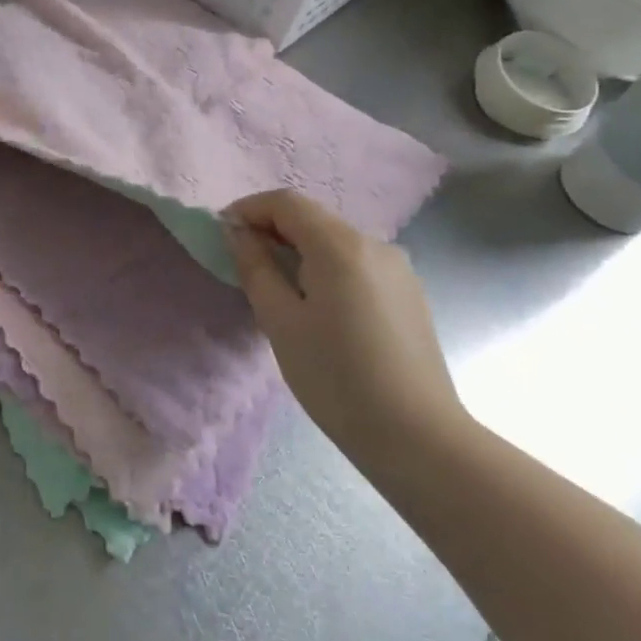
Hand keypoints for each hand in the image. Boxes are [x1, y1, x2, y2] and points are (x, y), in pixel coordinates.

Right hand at [224, 190, 467, 457]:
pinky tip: (319, 306)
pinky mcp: (409, 292)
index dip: (250, 209)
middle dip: (273, 230)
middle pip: (313, 218)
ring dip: (300, 250)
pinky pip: (357, 264)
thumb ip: (256, 268)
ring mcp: (398, 267)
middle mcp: (375, 244)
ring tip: (278, 287)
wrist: (417, 437)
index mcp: (341, 246)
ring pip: (336, 241)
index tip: (222, 233)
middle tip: (244, 262)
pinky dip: (327, 268)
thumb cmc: (336, 379)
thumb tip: (239, 233)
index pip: (287, 203)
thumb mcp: (281, 323)